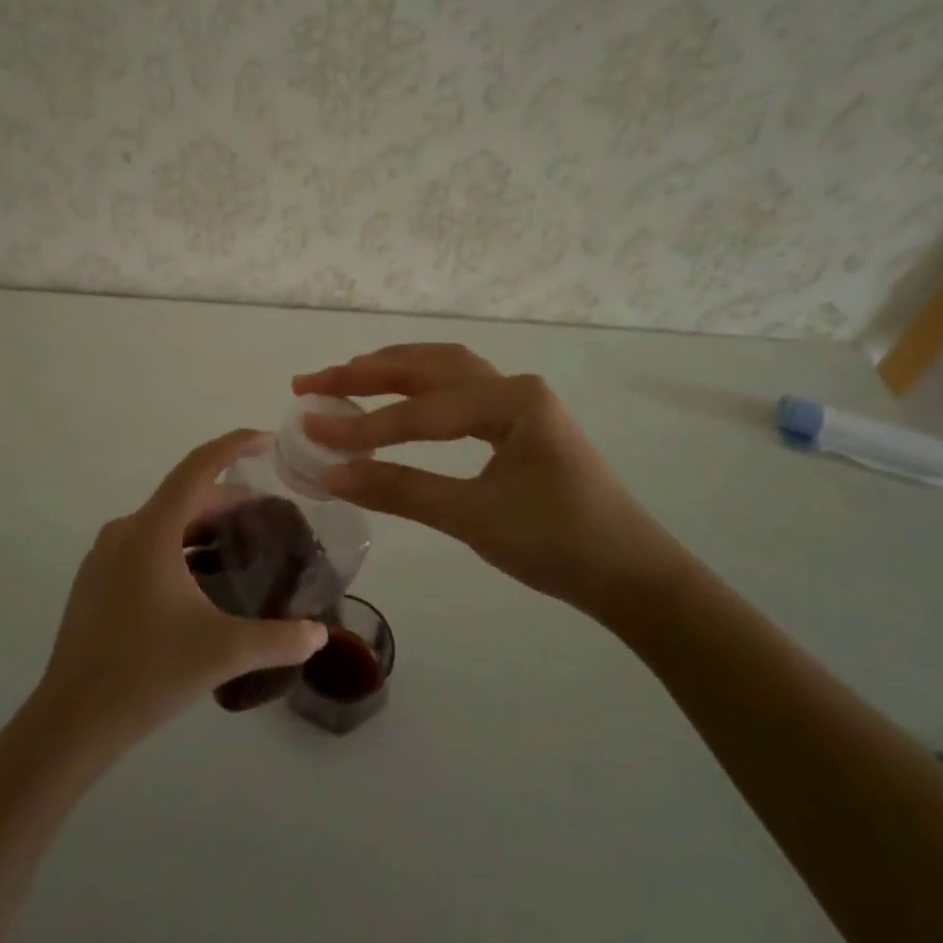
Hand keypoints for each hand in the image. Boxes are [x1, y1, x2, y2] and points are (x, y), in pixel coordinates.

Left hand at [34, 429, 327, 748]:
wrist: (72, 721)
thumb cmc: (147, 673)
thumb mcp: (223, 652)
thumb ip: (279, 639)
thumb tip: (320, 635)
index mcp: (152, 530)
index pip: (198, 467)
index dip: (234, 445)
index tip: (267, 440)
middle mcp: (125, 531)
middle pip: (184, 496)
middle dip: (229, 500)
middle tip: (269, 516)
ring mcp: (105, 555)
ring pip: (165, 522)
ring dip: (204, 526)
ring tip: (242, 546)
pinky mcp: (97, 580)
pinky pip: (146, 545)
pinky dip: (180, 547)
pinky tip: (201, 580)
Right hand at [294, 344, 688, 621]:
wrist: (632, 576)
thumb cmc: (559, 545)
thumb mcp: (474, 518)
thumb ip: (401, 490)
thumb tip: (332, 474)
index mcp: (512, 400)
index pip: (421, 411)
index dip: (362, 424)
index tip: (310, 429)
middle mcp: (513, 385)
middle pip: (428, 367)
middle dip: (366, 372)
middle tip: (312, 381)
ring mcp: (518, 400)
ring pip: (443, 370)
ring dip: (391, 370)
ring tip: (344, 376)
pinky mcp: (517, 420)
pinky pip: (457, 390)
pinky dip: (417, 387)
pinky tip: (394, 394)